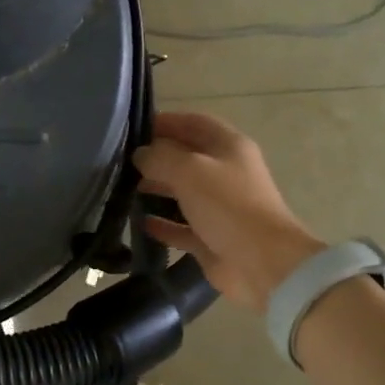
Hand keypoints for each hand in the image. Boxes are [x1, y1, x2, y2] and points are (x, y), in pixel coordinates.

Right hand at [133, 111, 324, 312]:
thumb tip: (140, 155)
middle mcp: (225, 173)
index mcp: (229, 147)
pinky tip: (139, 223)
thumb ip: (160, 157)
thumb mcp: (190, 170)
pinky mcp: (210, 238)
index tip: (133, 128)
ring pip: (182, 192)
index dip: (166, 121)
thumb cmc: (228, 205)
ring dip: (156, 189)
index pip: (194, 123)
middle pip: (186, 157)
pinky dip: (162, 224)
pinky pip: (181, 226)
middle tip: (121, 162)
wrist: (262, 263)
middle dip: (156, 157)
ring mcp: (219, 207)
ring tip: (123, 189)